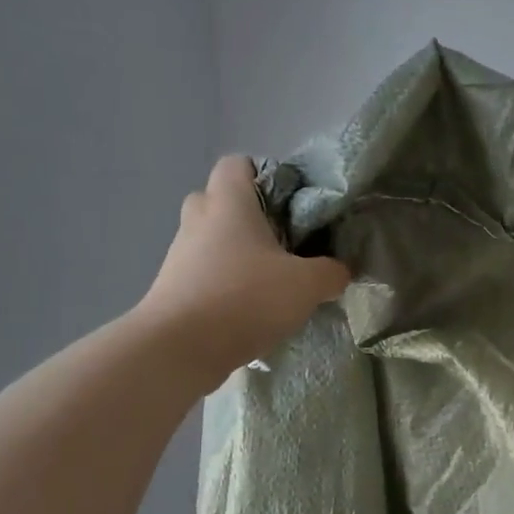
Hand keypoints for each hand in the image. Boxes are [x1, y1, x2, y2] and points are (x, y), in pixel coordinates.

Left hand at [134, 155, 350, 379]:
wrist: (179, 349)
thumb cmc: (245, 298)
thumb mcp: (307, 284)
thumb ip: (331, 272)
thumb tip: (340, 270)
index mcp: (229, 203)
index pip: (238, 163)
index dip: (265, 175)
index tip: (292, 203)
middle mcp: (199, 220)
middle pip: (221, 200)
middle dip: (251, 216)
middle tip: (283, 240)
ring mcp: (181, 255)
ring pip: (213, 239)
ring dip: (239, 253)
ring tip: (272, 280)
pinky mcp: (173, 288)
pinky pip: (204, 272)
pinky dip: (226, 282)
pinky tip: (251, 308)